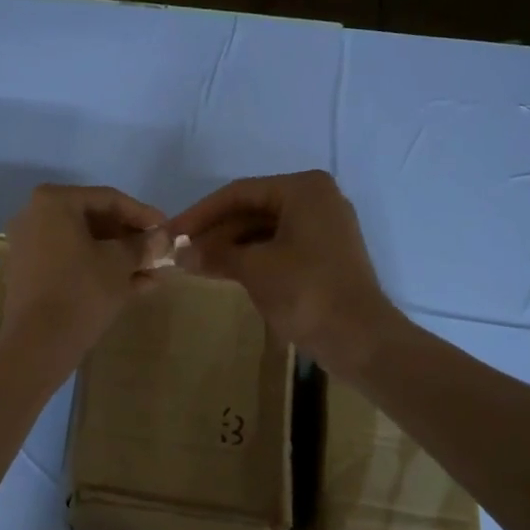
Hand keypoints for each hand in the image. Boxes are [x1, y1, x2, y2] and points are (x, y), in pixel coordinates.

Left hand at [0, 184, 167, 373]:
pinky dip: (100, 271)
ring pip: (86, 245)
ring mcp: (30, 245)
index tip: (168, 230)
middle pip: (95, 221)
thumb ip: (143, 245)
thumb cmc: (81, 290)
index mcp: (54, 201)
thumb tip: (164, 236)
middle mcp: (36, 215)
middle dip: (131, 240)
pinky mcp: (31, 273)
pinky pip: (72, 263)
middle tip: (160, 253)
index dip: (143, 215)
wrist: (38, 343)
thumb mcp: (120, 264)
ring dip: (121, 259)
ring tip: (154, 274)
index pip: (109, 199)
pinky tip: (136, 287)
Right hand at [169, 170, 400, 376]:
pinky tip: (223, 271)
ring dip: (229, 246)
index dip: (199, 213)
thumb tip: (180, 253)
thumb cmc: (306, 292)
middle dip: (214, 231)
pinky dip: (250, 257)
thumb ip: (214, 254)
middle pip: (251, 209)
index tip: (169, 232)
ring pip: (263, 229)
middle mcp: (316, 199)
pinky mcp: (324, 255)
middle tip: (179, 251)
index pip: (239, 193)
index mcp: (303, 189)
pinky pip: (278, 246)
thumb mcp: (253, 268)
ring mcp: (324, 228)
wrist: (360, 340)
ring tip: (194, 264)